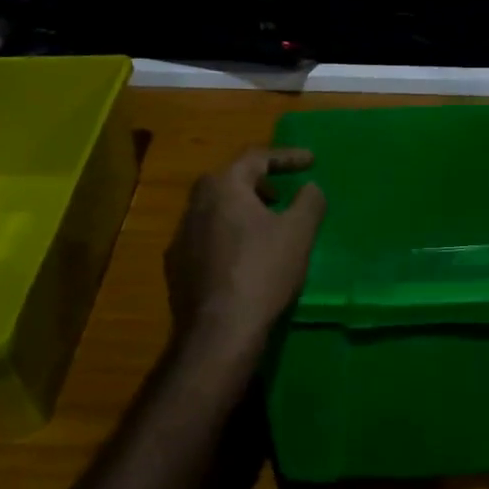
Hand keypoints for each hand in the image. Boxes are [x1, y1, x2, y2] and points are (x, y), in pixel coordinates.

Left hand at [164, 148, 325, 358]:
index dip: (287, 157)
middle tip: (281, 193)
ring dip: (242, 211)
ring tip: (267, 227)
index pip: (256, 158)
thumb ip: (309, 202)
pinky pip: (207, 238)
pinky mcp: (176, 268)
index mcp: (223, 187)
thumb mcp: (299, 232)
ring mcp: (180, 238)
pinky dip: (229, 237)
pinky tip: (245, 258)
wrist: (218, 332)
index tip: (312, 161)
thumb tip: (310, 187)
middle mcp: (194, 205)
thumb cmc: (262, 271)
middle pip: (229, 181)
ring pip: (215, 211)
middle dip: (259, 182)